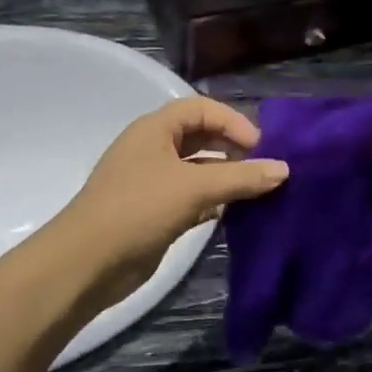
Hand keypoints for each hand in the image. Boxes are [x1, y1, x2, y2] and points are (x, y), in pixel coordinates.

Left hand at [52, 98, 287, 306]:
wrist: (88, 262)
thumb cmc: (139, 209)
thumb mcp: (194, 188)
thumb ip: (241, 177)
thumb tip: (284, 169)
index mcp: (155, 129)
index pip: (201, 109)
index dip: (233, 121)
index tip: (262, 147)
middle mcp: (153, 149)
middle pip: (201, 137)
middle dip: (233, 148)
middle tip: (265, 167)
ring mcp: (153, 182)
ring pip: (198, 170)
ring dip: (227, 177)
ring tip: (260, 190)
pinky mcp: (156, 212)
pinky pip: (192, 197)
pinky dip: (214, 201)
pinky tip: (236, 213)